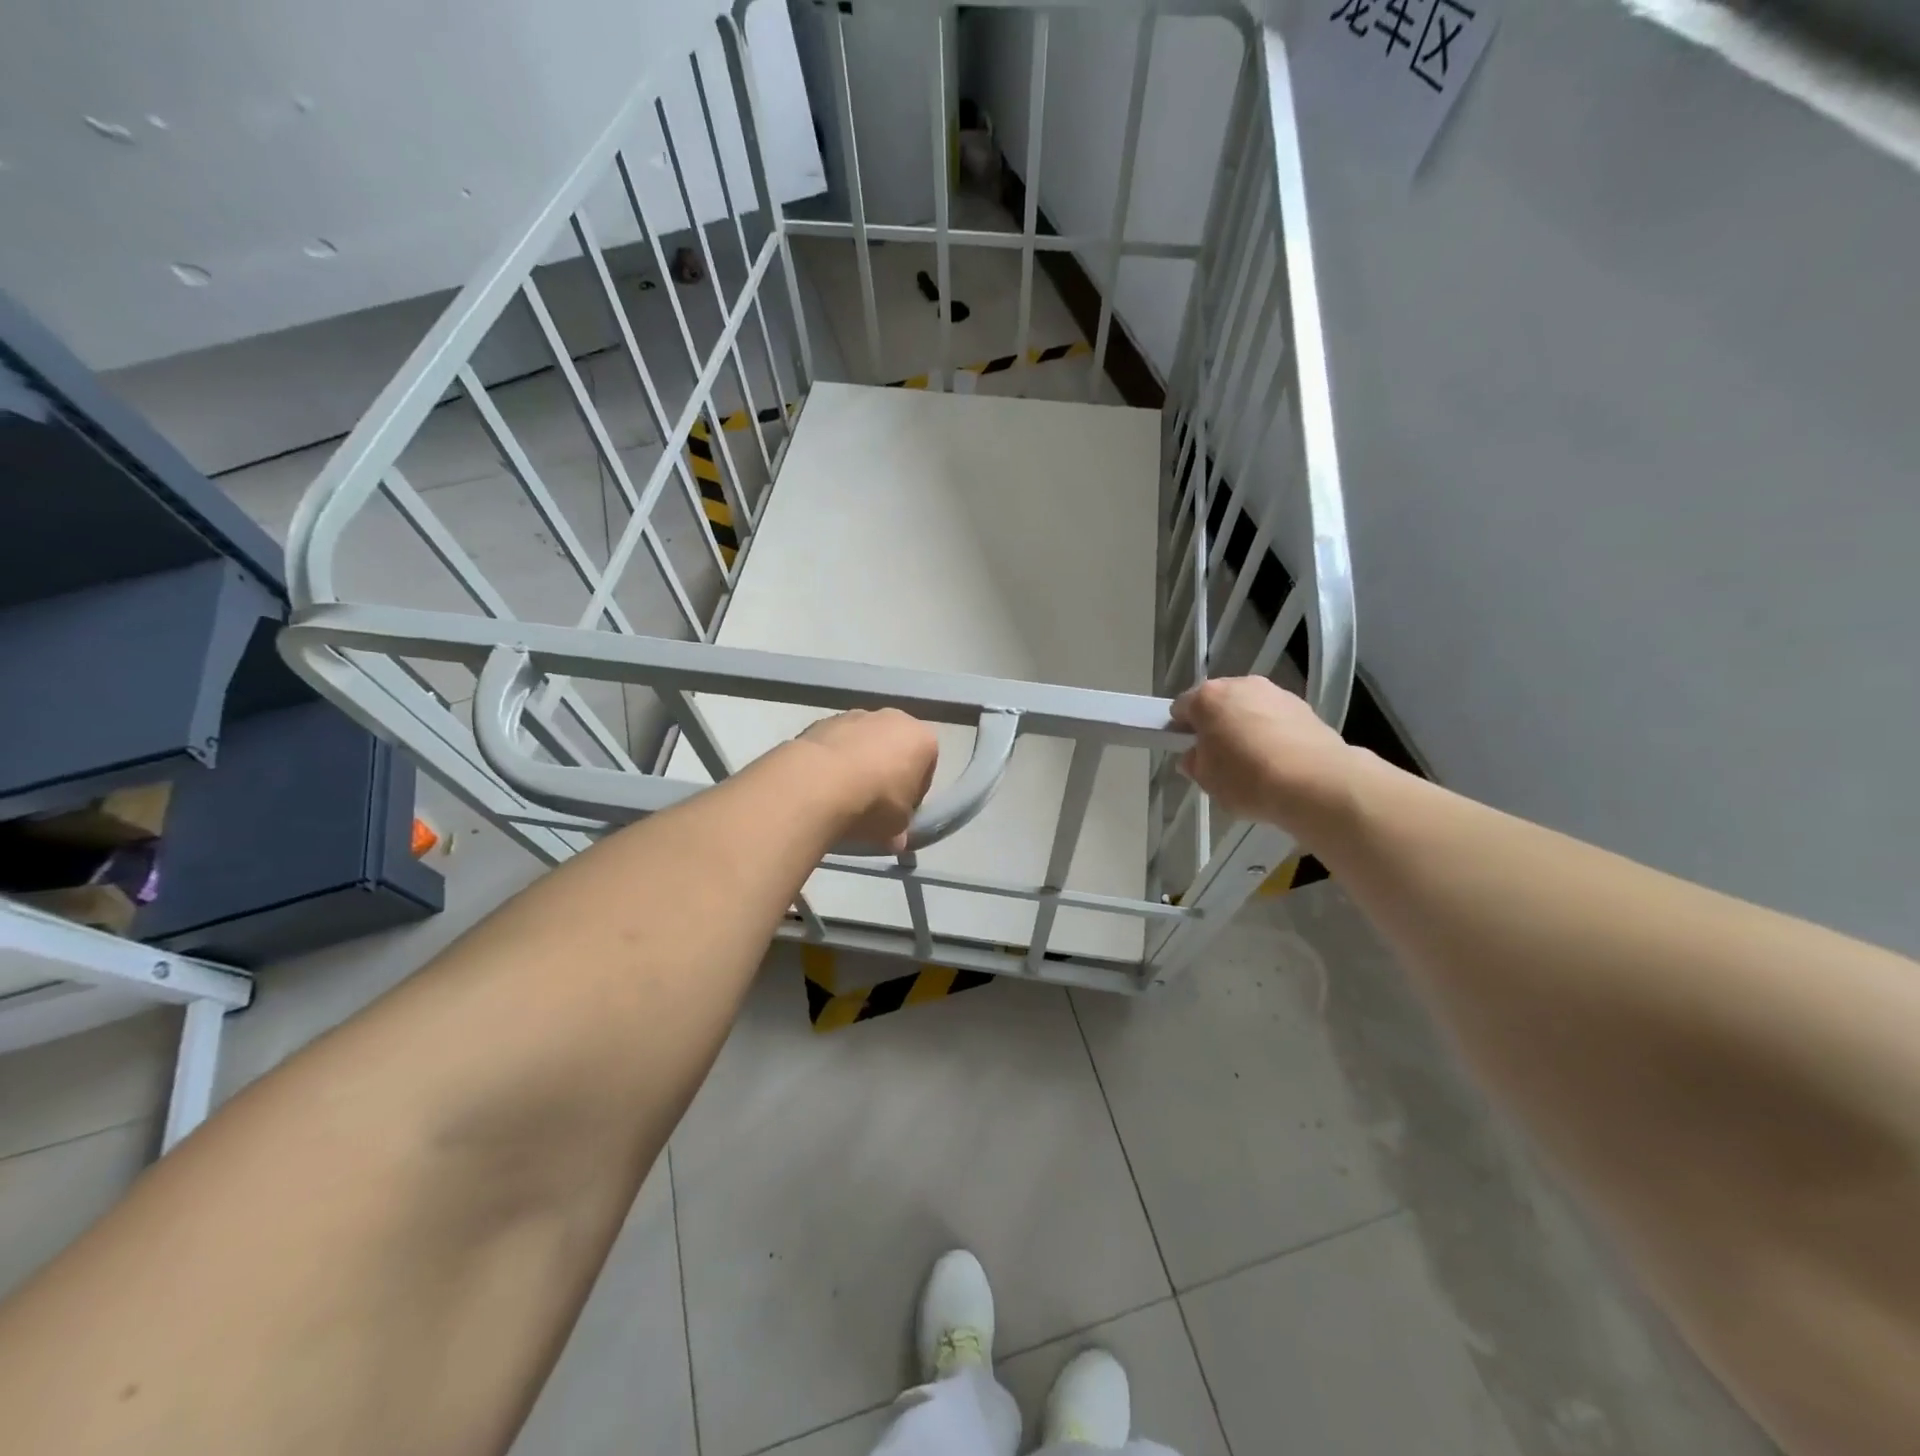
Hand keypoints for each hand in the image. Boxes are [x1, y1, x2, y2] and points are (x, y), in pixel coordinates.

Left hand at [796, 709, 939, 853]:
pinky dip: (833, 759)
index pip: (926, 768)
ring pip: (863, 742)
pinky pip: (836, 743)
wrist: (818, 782)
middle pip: (895, 748)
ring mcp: (855, 714)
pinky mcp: (823, 720)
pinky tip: (822, 784)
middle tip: (873, 803)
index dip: (914, 793)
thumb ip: (901, 829)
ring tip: (843, 795)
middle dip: (886, 772)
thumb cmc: (874, 802)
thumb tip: (896, 840)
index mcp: (922, 738)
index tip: (900, 812)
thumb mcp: (897, 826)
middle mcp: (893, 718)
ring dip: (858, 763)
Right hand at [1170, 677, 1356, 836]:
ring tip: (1255, 762)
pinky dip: (1272, 732)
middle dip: (1215, 724)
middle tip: (1220, 758)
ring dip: (1245, 726)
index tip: (1190, 752)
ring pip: (1248, 707)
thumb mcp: (1207, 780)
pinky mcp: (1302, 705)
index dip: (1181, 730)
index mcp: (1207, 698)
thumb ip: (1195, 763)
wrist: (1316, 782)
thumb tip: (1195, 756)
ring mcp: (1274, 692)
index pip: (1181, 708)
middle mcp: (1240, 684)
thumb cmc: (1248, 778)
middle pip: (1217, 702)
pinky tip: (1280, 760)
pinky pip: (1275, 717)